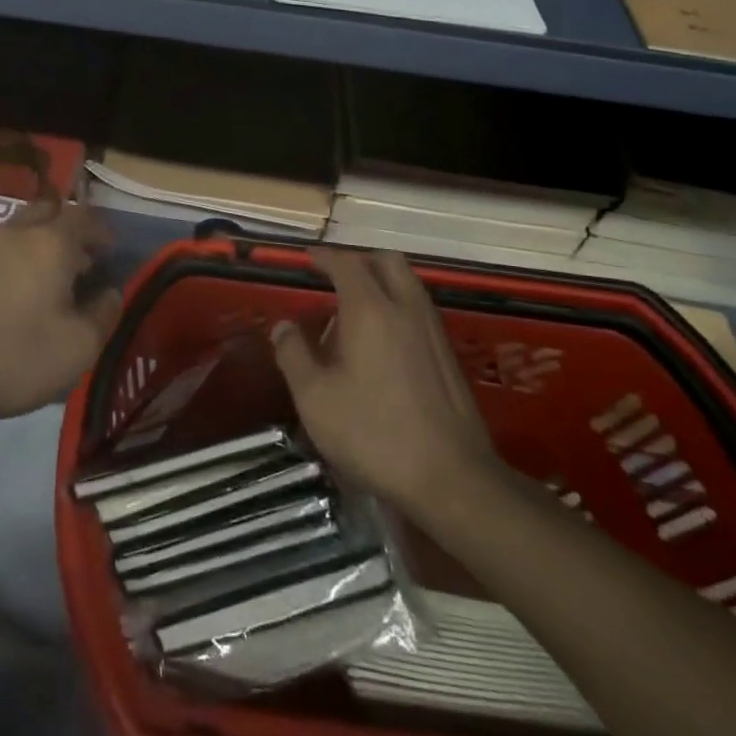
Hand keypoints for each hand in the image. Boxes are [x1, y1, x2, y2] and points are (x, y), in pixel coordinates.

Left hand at [0, 201, 119, 430]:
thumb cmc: (13, 359)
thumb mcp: (77, 348)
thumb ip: (104, 314)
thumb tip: (110, 292)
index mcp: (50, 243)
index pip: (85, 218)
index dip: (102, 233)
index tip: (110, 255)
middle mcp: (15, 232)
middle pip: (49, 211)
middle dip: (69, 229)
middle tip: (78, 262)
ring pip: (19, 228)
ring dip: (38, 243)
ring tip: (45, 282)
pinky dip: (11, 259)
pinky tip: (9, 294)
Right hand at [273, 249, 504, 515]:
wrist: (452, 479)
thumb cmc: (373, 433)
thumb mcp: (315, 399)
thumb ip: (293, 355)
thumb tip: (283, 327)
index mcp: (370, 309)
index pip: (346, 263)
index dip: (325, 256)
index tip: (308, 258)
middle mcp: (405, 308)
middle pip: (386, 261)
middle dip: (359, 259)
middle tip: (335, 275)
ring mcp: (433, 330)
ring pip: (408, 283)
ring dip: (382, 280)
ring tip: (356, 306)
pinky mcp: (449, 355)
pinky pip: (419, 308)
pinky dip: (398, 304)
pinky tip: (383, 339)